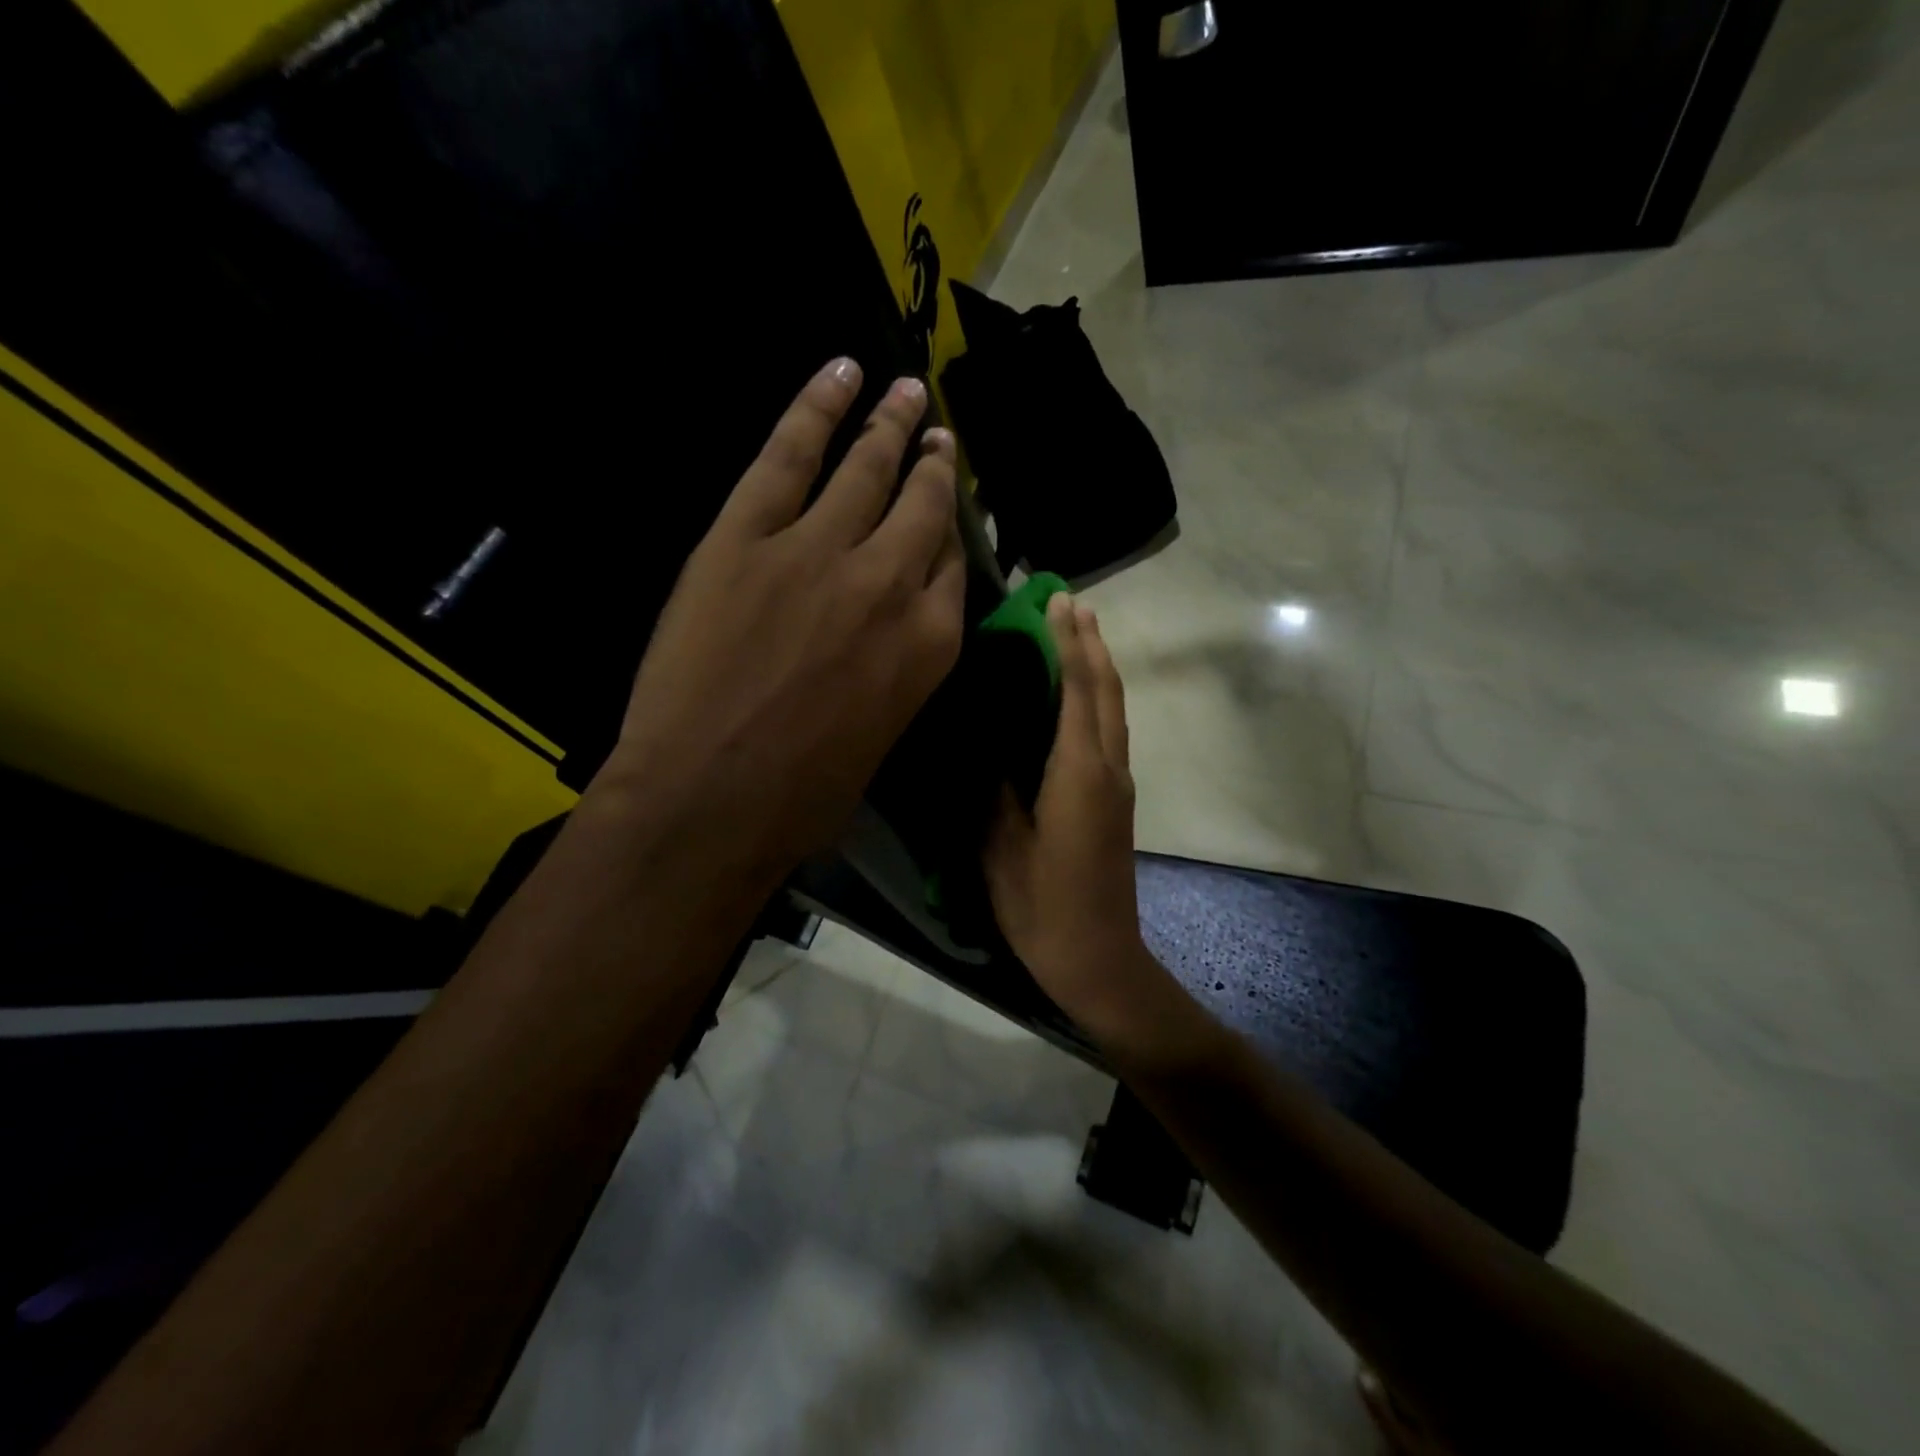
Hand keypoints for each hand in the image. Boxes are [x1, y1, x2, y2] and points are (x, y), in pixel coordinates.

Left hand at [594, 359, 965, 890]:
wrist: (710, 799)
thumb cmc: (804, 793)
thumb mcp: (882, 732)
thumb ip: (898, 669)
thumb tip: (889, 634)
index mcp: (930, 643)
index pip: (953, 566)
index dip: (952, 530)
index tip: (950, 504)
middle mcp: (890, 583)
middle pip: (924, 507)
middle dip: (935, 466)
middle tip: (939, 436)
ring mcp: (818, 550)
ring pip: (866, 469)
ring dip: (890, 424)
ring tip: (905, 391)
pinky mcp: (747, 535)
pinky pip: (788, 454)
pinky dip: (814, 407)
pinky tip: (839, 373)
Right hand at [984, 596, 1177, 1049]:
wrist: (1100, 960)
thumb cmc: (1045, 910)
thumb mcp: (1003, 851)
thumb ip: (996, 791)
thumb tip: (988, 745)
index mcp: (1078, 774)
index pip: (1076, 690)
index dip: (1066, 642)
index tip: (1055, 600)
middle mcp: (1107, 768)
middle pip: (1105, 690)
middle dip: (1090, 641)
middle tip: (1069, 599)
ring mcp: (1117, 784)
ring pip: (1113, 708)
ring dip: (1098, 665)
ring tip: (1078, 630)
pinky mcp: (1115, 800)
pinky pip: (1108, 730)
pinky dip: (1096, 696)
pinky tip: (1077, 694)